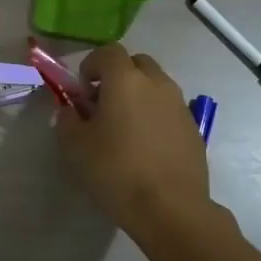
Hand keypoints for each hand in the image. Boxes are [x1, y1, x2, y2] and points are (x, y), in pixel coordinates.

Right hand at [55, 44, 210, 238]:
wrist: (171, 208)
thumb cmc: (116, 171)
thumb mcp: (75, 146)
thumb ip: (67, 120)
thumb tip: (70, 110)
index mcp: (126, 80)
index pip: (109, 52)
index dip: (91, 65)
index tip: (82, 91)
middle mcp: (157, 83)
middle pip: (136, 63)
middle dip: (117, 76)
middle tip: (103, 105)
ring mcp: (180, 105)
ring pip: (156, 86)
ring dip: (138, 96)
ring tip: (124, 128)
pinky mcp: (193, 128)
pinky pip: (169, 109)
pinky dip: (155, 116)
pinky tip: (146, 147)